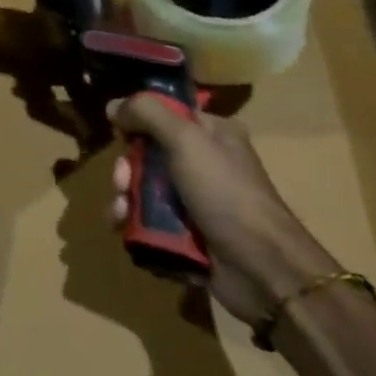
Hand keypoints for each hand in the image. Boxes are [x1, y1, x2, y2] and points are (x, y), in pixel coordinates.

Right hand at [106, 92, 341, 325]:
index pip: (165, 115)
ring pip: (143, 191)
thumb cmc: (226, 193)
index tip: (122, 135)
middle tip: (123, 183)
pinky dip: (134, 226)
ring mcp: (196, 202)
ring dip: (124, 200)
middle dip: (127, 170)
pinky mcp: (189, 235)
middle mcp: (204, 164)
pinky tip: (126, 230)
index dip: (138, 123)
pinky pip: (149, 222)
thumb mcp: (186, 139)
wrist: (263, 270)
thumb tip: (112, 106)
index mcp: (212, 134)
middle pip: (147, 155)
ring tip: (121, 214)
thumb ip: (146, 113)